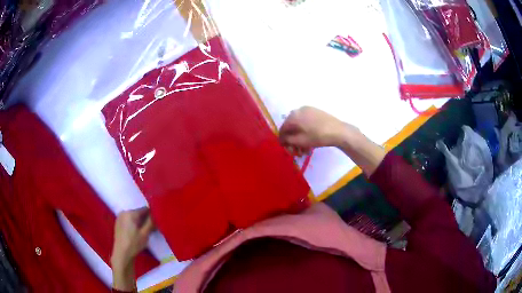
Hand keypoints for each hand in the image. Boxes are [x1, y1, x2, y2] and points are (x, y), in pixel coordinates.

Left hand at [111, 207, 153, 290]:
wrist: (121, 253)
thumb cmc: (134, 243)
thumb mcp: (145, 234)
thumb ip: (151, 222)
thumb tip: (155, 214)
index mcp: (130, 213)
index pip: (145, 209)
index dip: (152, 215)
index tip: (157, 223)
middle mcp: (124, 212)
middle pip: (138, 213)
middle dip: (145, 219)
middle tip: (152, 229)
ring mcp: (120, 217)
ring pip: (133, 217)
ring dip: (140, 222)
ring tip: (144, 232)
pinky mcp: (118, 223)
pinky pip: (128, 220)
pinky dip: (134, 224)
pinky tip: (136, 233)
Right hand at [279, 106, 356, 154]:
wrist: (338, 131)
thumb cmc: (318, 136)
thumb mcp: (301, 141)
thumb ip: (288, 140)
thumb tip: (282, 139)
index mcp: (293, 116)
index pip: (283, 128)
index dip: (283, 140)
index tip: (285, 148)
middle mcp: (299, 110)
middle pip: (291, 126)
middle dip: (293, 140)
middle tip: (296, 151)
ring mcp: (308, 109)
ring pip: (299, 125)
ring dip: (299, 137)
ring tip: (304, 149)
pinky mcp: (316, 112)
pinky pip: (306, 121)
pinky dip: (305, 131)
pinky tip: (309, 140)